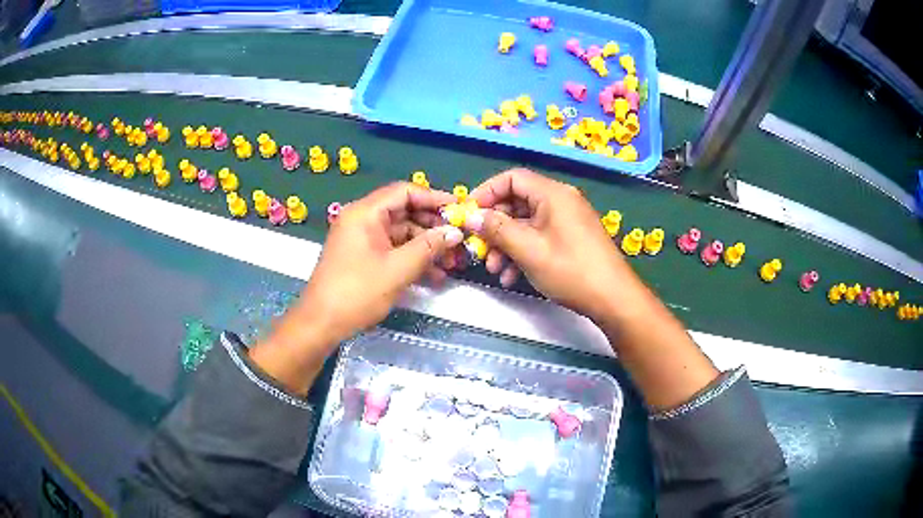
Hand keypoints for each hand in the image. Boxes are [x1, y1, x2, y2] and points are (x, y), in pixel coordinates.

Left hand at [250, 183, 461, 393]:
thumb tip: (455, 232)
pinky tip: (434, 274)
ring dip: (426, 246)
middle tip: (459, 239)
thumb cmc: (357, 292)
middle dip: (433, 226)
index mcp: (365, 212)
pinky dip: (412, 258)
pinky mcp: (363, 256)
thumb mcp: (398, 269)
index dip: (434, 198)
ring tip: (452, 262)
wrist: (321, 323)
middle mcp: (362, 219)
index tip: (459, 209)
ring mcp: (362, 238)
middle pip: (404, 211)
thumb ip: (429, 247)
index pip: (405, 192)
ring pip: (401, 233)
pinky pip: (392, 249)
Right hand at [465, 169, 631, 321]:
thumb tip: (470, 216)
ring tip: (496, 270)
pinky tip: (513, 276)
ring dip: (507, 245)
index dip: (486, 193)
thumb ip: (496, 229)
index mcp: (553, 194)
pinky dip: (523, 252)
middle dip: (495, 227)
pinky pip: (540, 237)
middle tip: (480, 248)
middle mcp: (561, 201)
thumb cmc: (570, 270)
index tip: (469, 214)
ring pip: (526, 224)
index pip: (512, 178)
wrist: (613, 299)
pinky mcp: (571, 239)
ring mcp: (567, 221)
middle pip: (517, 202)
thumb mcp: (528, 249)